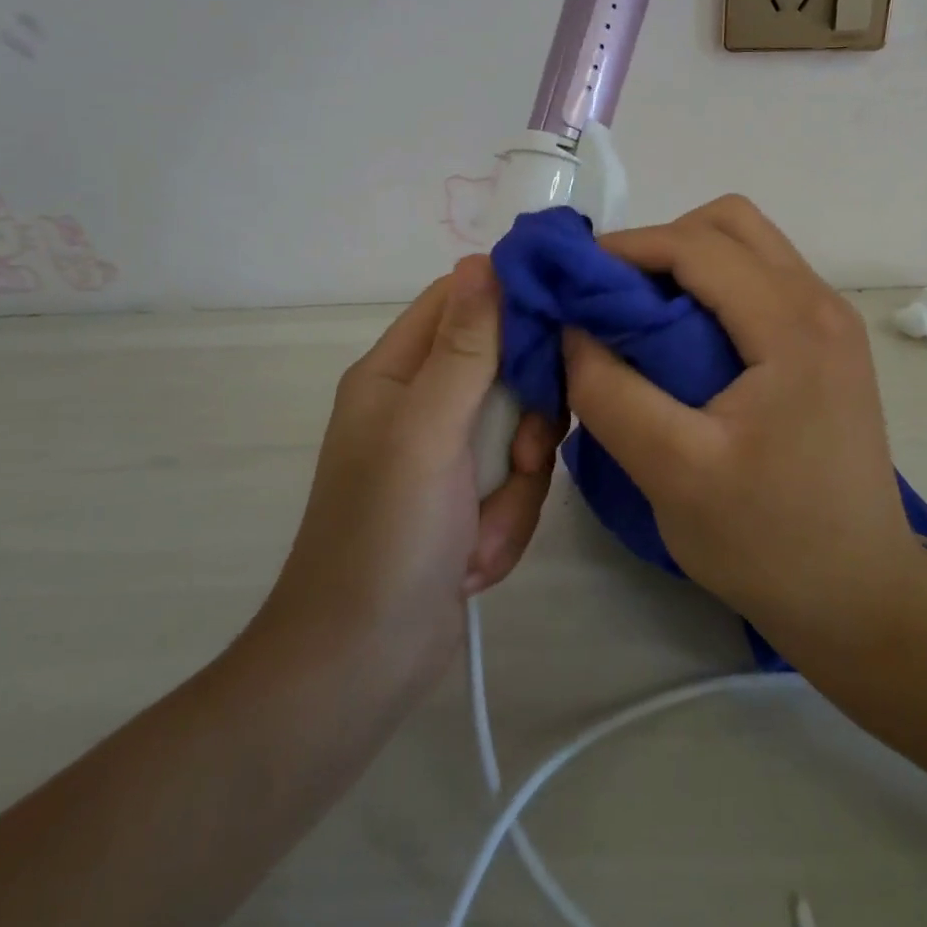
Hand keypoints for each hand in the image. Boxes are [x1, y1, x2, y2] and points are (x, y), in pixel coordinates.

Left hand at [251, 256, 557, 694]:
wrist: (362, 667)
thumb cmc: (386, 535)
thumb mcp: (428, 430)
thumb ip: (465, 346)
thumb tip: (483, 259)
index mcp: (398, 372)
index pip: (463, 301)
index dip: (513, 301)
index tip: (565, 321)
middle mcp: (423, 403)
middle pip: (507, 369)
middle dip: (525, 420)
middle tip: (524, 456)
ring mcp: (447, 456)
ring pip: (521, 432)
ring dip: (516, 485)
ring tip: (484, 530)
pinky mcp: (468, 500)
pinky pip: (516, 484)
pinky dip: (506, 522)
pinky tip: (476, 560)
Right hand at [561, 196, 924, 652]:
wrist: (860, 597)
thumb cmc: (769, 541)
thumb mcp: (672, 472)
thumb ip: (609, 393)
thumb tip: (571, 328)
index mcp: (794, 326)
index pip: (698, 245)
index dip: (626, 248)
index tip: (572, 279)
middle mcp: (820, 304)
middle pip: (730, 223)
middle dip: (661, 244)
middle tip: (613, 297)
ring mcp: (830, 322)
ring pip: (748, 246)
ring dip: (687, 262)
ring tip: (641, 316)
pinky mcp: (826, 345)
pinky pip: (761, 281)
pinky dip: (712, 287)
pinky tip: (682, 340)